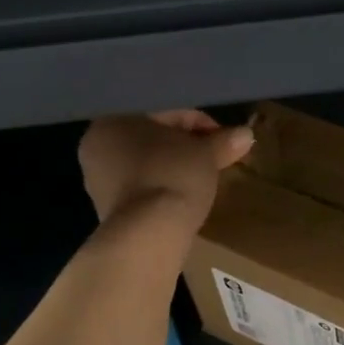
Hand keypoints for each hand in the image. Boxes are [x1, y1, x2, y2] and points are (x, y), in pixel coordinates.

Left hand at [78, 111, 253, 231]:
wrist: (148, 234)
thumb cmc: (173, 177)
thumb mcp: (206, 154)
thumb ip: (223, 141)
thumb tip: (246, 134)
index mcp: (115, 117)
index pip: (166, 110)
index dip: (201, 123)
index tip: (223, 140)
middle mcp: (97, 142)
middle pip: (153, 136)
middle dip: (186, 144)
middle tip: (214, 158)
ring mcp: (97, 177)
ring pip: (146, 161)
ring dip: (174, 164)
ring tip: (202, 178)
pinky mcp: (106, 206)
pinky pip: (140, 185)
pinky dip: (162, 185)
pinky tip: (183, 195)